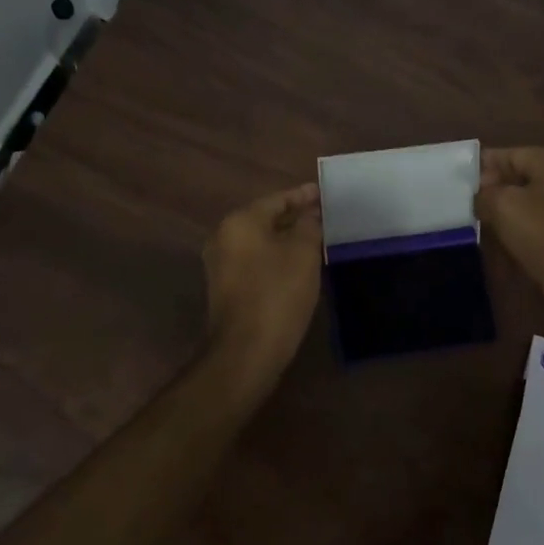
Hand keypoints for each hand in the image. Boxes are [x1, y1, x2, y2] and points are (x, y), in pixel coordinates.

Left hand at [202, 183, 322, 374]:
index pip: (276, 199)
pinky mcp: (225, 288)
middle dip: (293, 216)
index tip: (323, 193)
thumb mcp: (303, 253)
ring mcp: (220, 264)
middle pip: (264, 218)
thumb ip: (309, 225)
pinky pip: (254, 261)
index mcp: (240, 222)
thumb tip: (310, 214)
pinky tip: (296, 264)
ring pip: (259, 241)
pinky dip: (275, 257)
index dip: (303, 196)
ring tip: (314, 238)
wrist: (246, 351)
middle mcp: (223, 237)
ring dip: (285, 238)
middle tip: (322, 215)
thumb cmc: (277, 294)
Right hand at [476, 148, 543, 322]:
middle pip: (522, 177)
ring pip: (534, 201)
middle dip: (496, 192)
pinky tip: (512, 245)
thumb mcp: (504, 207)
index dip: (481, 168)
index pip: (508, 154)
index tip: (459, 186)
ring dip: (511, 213)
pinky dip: (529, 230)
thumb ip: (485, 194)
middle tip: (470, 210)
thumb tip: (481, 196)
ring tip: (487, 229)